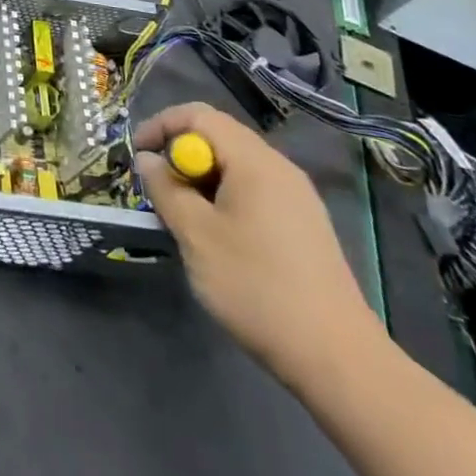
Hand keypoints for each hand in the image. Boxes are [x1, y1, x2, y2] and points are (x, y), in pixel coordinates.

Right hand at [134, 103, 384, 389]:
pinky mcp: (304, 226)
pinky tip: (218, 237)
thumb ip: (166, 189)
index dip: (161, 126)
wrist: (338, 360)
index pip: (199, 115)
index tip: (137, 156)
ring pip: (235, 166)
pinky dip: (225, 198)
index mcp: (255, 161)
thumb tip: (148, 160)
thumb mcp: (196, 235)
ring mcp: (297, 198)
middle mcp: (279, 168)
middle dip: (180, 155)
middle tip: (157, 189)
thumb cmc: (257, 287)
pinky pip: (254, 191)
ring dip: (201, 179)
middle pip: (219, 137)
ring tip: (182, 216)